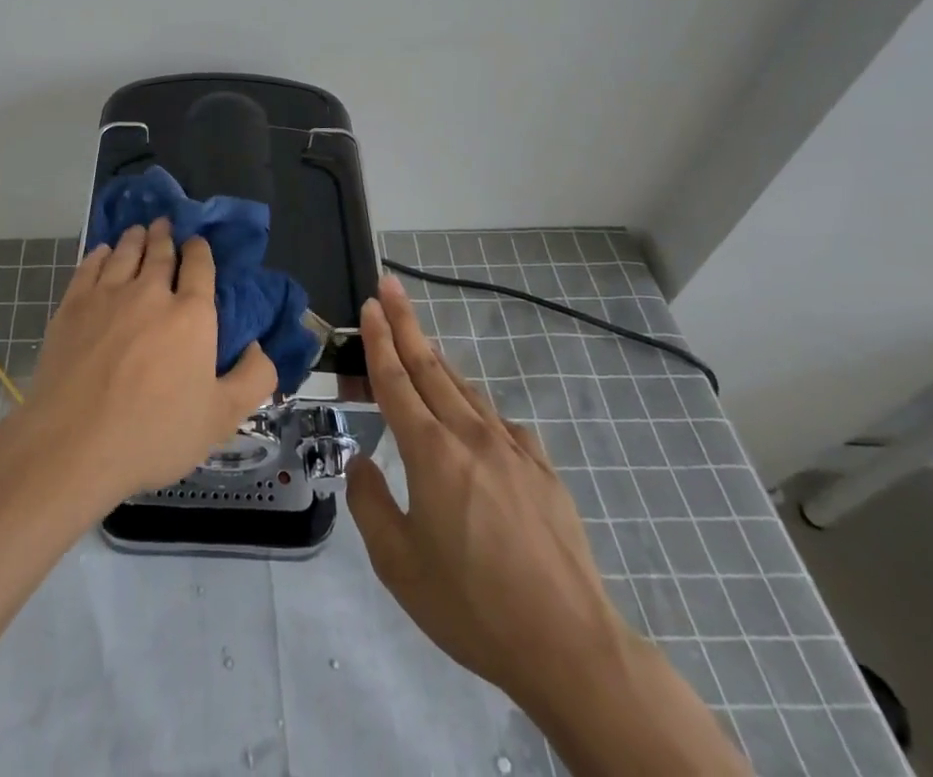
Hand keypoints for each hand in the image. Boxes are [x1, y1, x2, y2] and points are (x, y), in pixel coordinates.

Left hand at [24, 220, 277, 506]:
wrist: (75, 442)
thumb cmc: (154, 433)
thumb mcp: (221, 418)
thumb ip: (253, 379)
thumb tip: (259, 346)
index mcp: (192, 315)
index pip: (200, 267)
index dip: (199, 250)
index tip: (197, 242)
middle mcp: (151, 293)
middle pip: (160, 253)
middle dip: (165, 235)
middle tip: (165, 224)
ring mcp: (108, 295)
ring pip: (124, 253)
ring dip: (135, 238)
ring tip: (139, 230)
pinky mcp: (73, 305)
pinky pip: (89, 266)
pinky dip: (100, 254)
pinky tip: (102, 252)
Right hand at [346, 276, 629, 712]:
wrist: (571, 647)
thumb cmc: (473, 607)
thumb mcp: (398, 566)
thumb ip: (369, 504)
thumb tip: (361, 464)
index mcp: (431, 453)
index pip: (396, 381)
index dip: (379, 340)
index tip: (370, 304)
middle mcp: (471, 436)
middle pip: (431, 368)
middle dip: (406, 323)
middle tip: (390, 286)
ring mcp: (513, 451)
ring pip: (466, 390)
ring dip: (438, 361)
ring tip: (420, 344)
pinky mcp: (543, 472)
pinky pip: (501, 423)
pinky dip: (476, 408)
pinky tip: (475, 420)